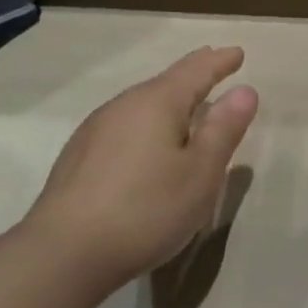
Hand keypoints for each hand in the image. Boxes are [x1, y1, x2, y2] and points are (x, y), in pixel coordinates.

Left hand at [17, 47, 259, 293]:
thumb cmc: (147, 208)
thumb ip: (224, 129)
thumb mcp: (201, 172)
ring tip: (188, 103)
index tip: (237, 52)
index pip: (195, 71)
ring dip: (169, 99)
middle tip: (213, 64)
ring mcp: (95, 132)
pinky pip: (125, 125)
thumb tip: (244, 90)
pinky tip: (150, 141)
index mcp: (157, 103)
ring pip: (142, 104)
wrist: (63, 255)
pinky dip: (148, 122)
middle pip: (165, 82)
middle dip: (193, 74)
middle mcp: (122, 107)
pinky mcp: (79, 159)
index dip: (219, 61)